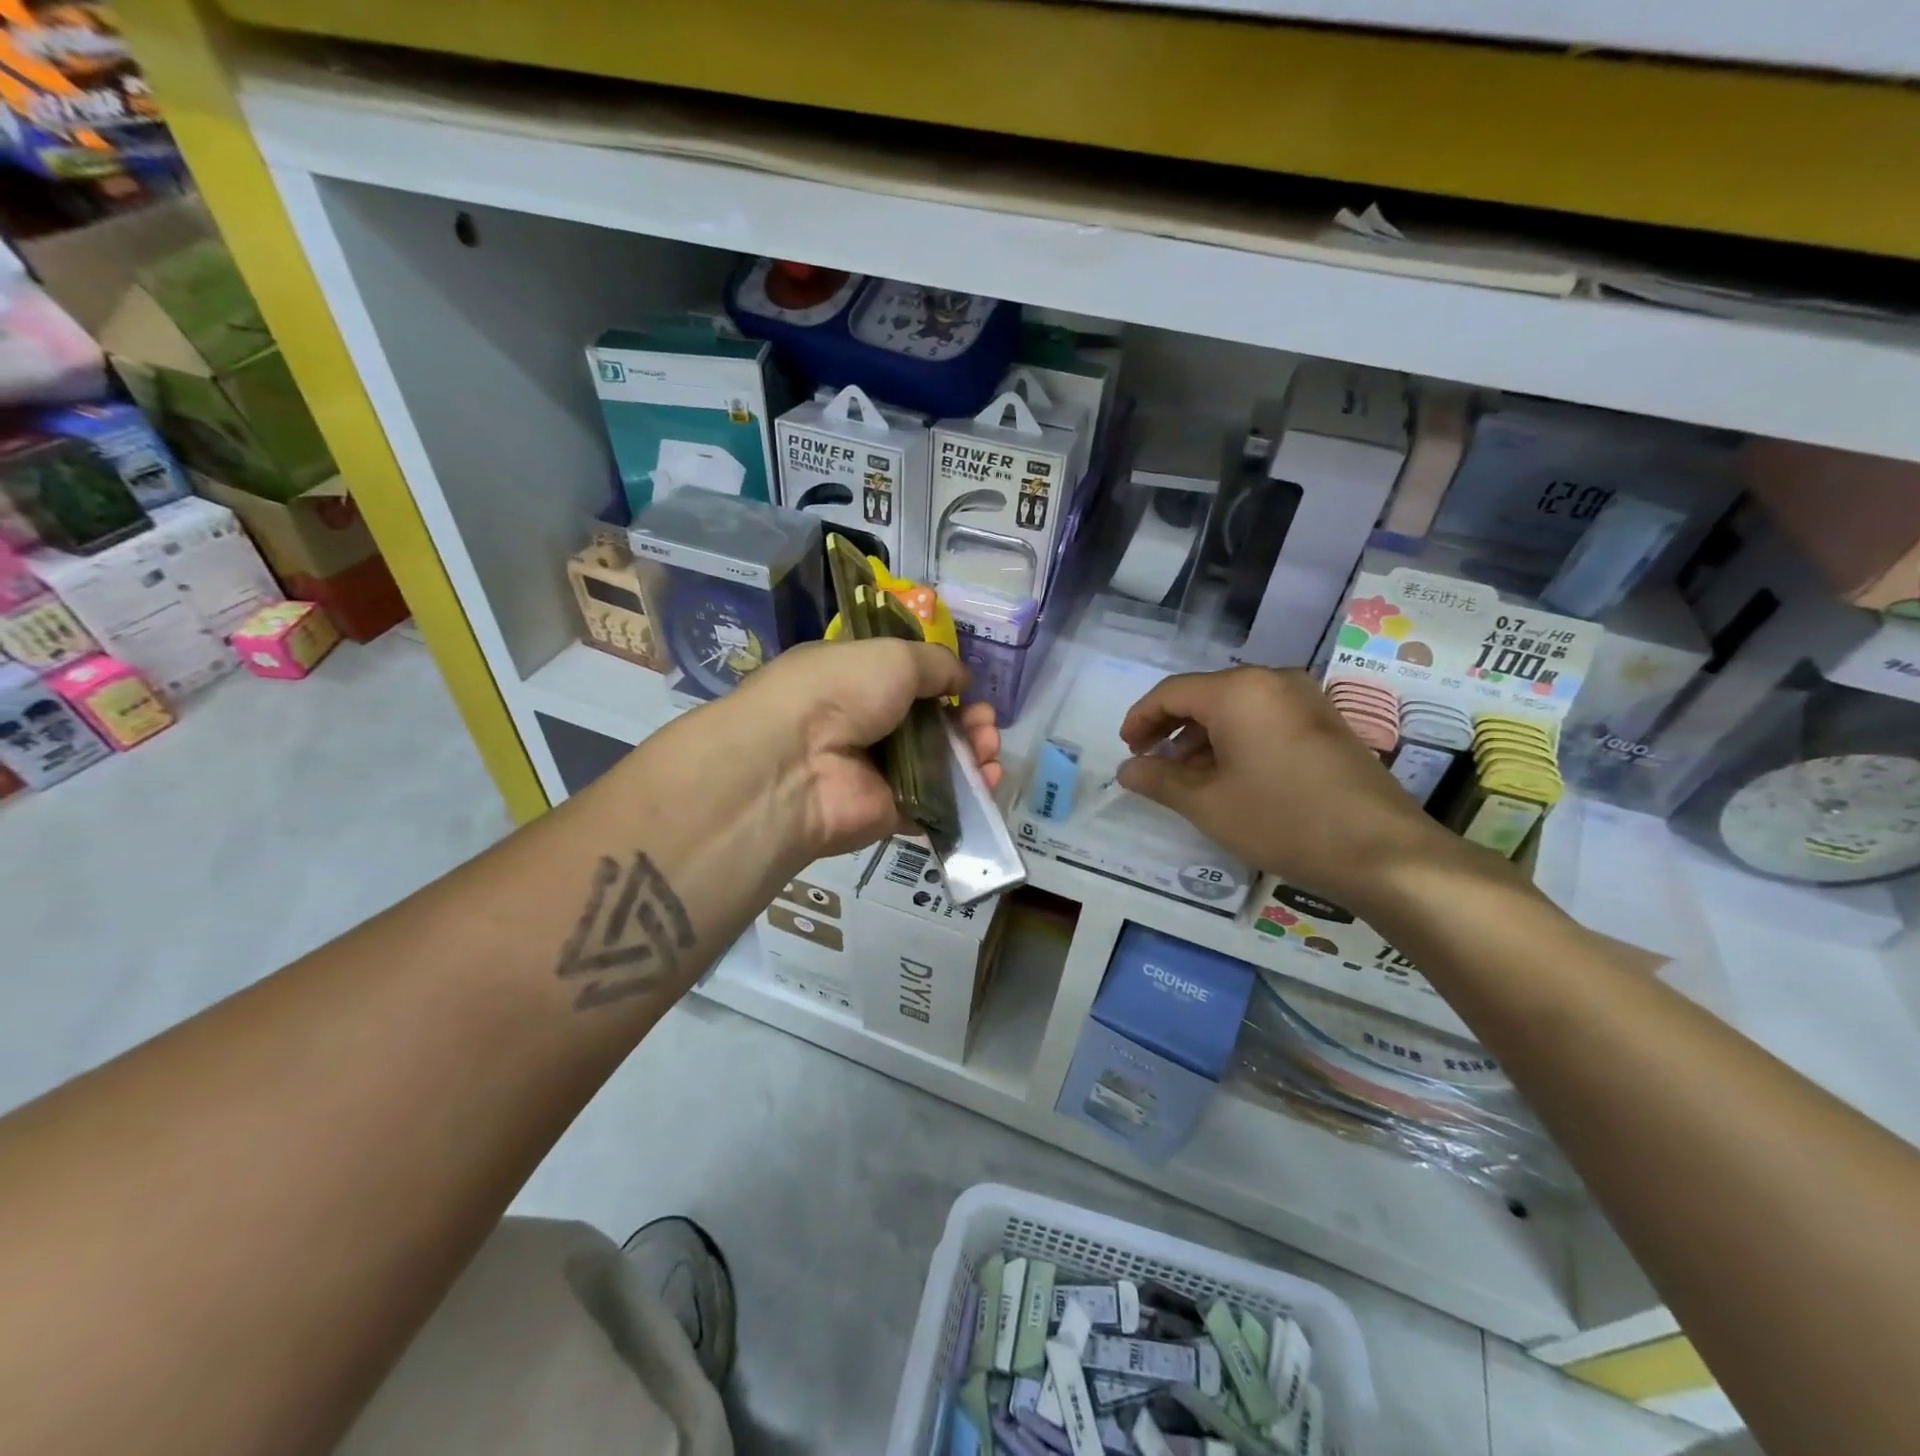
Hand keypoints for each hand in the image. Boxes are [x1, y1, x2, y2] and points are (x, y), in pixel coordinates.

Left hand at [714, 638, 1001, 859]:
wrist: (799, 764)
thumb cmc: (841, 692)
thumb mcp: (893, 656)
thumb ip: (935, 664)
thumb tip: (961, 680)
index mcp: (856, 682)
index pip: (906, 682)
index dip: (942, 686)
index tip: (966, 690)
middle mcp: (865, 726)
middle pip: (930, 725)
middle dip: (967, 722)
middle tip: (986, 723)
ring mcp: (877, 773)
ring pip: (939, 764)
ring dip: (973, 754)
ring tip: (990, 748)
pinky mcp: (890, 813)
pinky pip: (937, 803)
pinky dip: (967, 795)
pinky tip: (987, 781)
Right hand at [1116, 666, 1457, 907]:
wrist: (1381, 851)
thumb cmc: (1282, 820)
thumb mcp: (1207, 804)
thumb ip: (1159, 779)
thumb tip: (1127, 769)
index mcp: (1239, 691)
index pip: (1172, 692)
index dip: (1141, 718)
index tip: (1126, 749)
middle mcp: (1273, 681)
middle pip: (1205, 695)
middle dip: (1171, 728)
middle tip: (1151, 762)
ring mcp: (1306, 699)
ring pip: (1236, 708)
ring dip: (1203, 737)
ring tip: (1186, 776)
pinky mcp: (1326, 722)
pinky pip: (1265, 719)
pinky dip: (1236, 740)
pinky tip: (1230, 776)